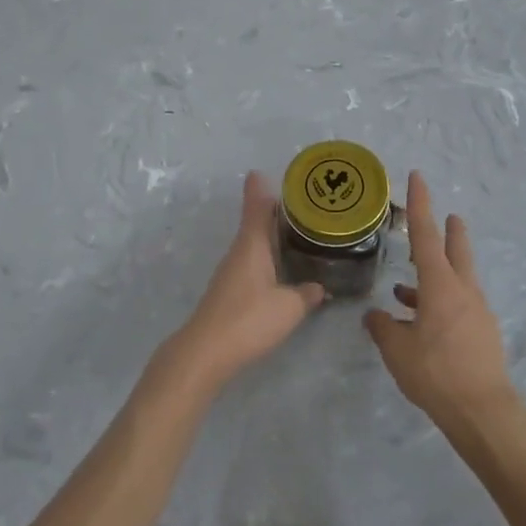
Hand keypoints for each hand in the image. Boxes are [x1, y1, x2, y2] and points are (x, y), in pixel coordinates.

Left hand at [162, 171, 326, 395]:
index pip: (256, 208)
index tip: (260, 172)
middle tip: (298, 204)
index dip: (259, 190)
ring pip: (253, 245)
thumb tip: (320, 287)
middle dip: (272, 212)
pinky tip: (281, 269)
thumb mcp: (289, 307)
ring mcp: (231, 274)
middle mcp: (239, 253)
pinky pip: (252, 265)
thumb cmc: (249, 319)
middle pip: (255, 224)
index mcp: (252, 245)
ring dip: (270, 236)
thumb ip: (307, 294)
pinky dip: (267, 258)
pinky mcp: (229, 293)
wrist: (206, 352)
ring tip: (296, 233)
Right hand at [363, 172, 515, 423]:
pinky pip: (458, 306)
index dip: (420, 204)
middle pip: (456, 250)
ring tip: (406, 288)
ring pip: (457, 281)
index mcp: (440, 285)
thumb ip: (382, 328)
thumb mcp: (396, 349)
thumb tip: (375, 317)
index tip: (418, 177)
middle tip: (448, 216)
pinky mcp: (482, 333)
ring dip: (437, 276)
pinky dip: (438, 304)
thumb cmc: (435, 372)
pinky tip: (419, 323)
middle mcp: (463, 290)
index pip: (425, 235)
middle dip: (450, 231)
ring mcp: (477, 312)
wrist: (482, 410)